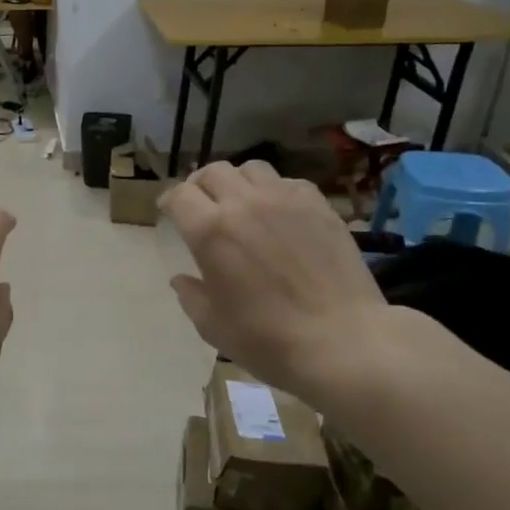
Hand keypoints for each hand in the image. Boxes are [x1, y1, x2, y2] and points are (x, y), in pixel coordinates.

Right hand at [161, 162, 390, 402]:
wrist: (342, 340)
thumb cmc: (267, 339)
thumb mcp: (212, 326)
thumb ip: (191, 296)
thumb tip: (182, 279)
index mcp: (210, 231)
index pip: (179, 195)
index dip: (168, 201)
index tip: (168, 212)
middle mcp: (244, 204)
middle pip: (212, 172)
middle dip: (199, 186)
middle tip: (200, 205)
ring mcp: (285, 200)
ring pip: (251, 169)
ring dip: (236, 182)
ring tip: (239, 202)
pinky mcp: (319, 205)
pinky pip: (287, 182)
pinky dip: (273, 190)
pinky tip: (278, 213)